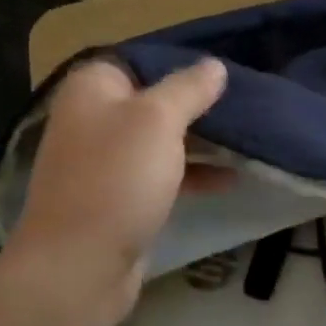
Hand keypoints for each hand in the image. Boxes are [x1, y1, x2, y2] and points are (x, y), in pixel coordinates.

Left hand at [1, 57, 229, 314]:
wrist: (79, 265)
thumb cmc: (117, 179)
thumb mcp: (158, 121)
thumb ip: (188, 89)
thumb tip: (213, 65)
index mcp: (92, 88)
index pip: (141, 59)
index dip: (182, 65)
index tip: (226, 74)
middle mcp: (94, 119)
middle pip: (153, 101)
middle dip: (198, 106)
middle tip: (246, 107)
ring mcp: (105, 162)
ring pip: (160, 141)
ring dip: (200, 142)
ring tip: (247, 141)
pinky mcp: (118, 199)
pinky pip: (160, 175)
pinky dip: (191, 175)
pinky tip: (230, 180)